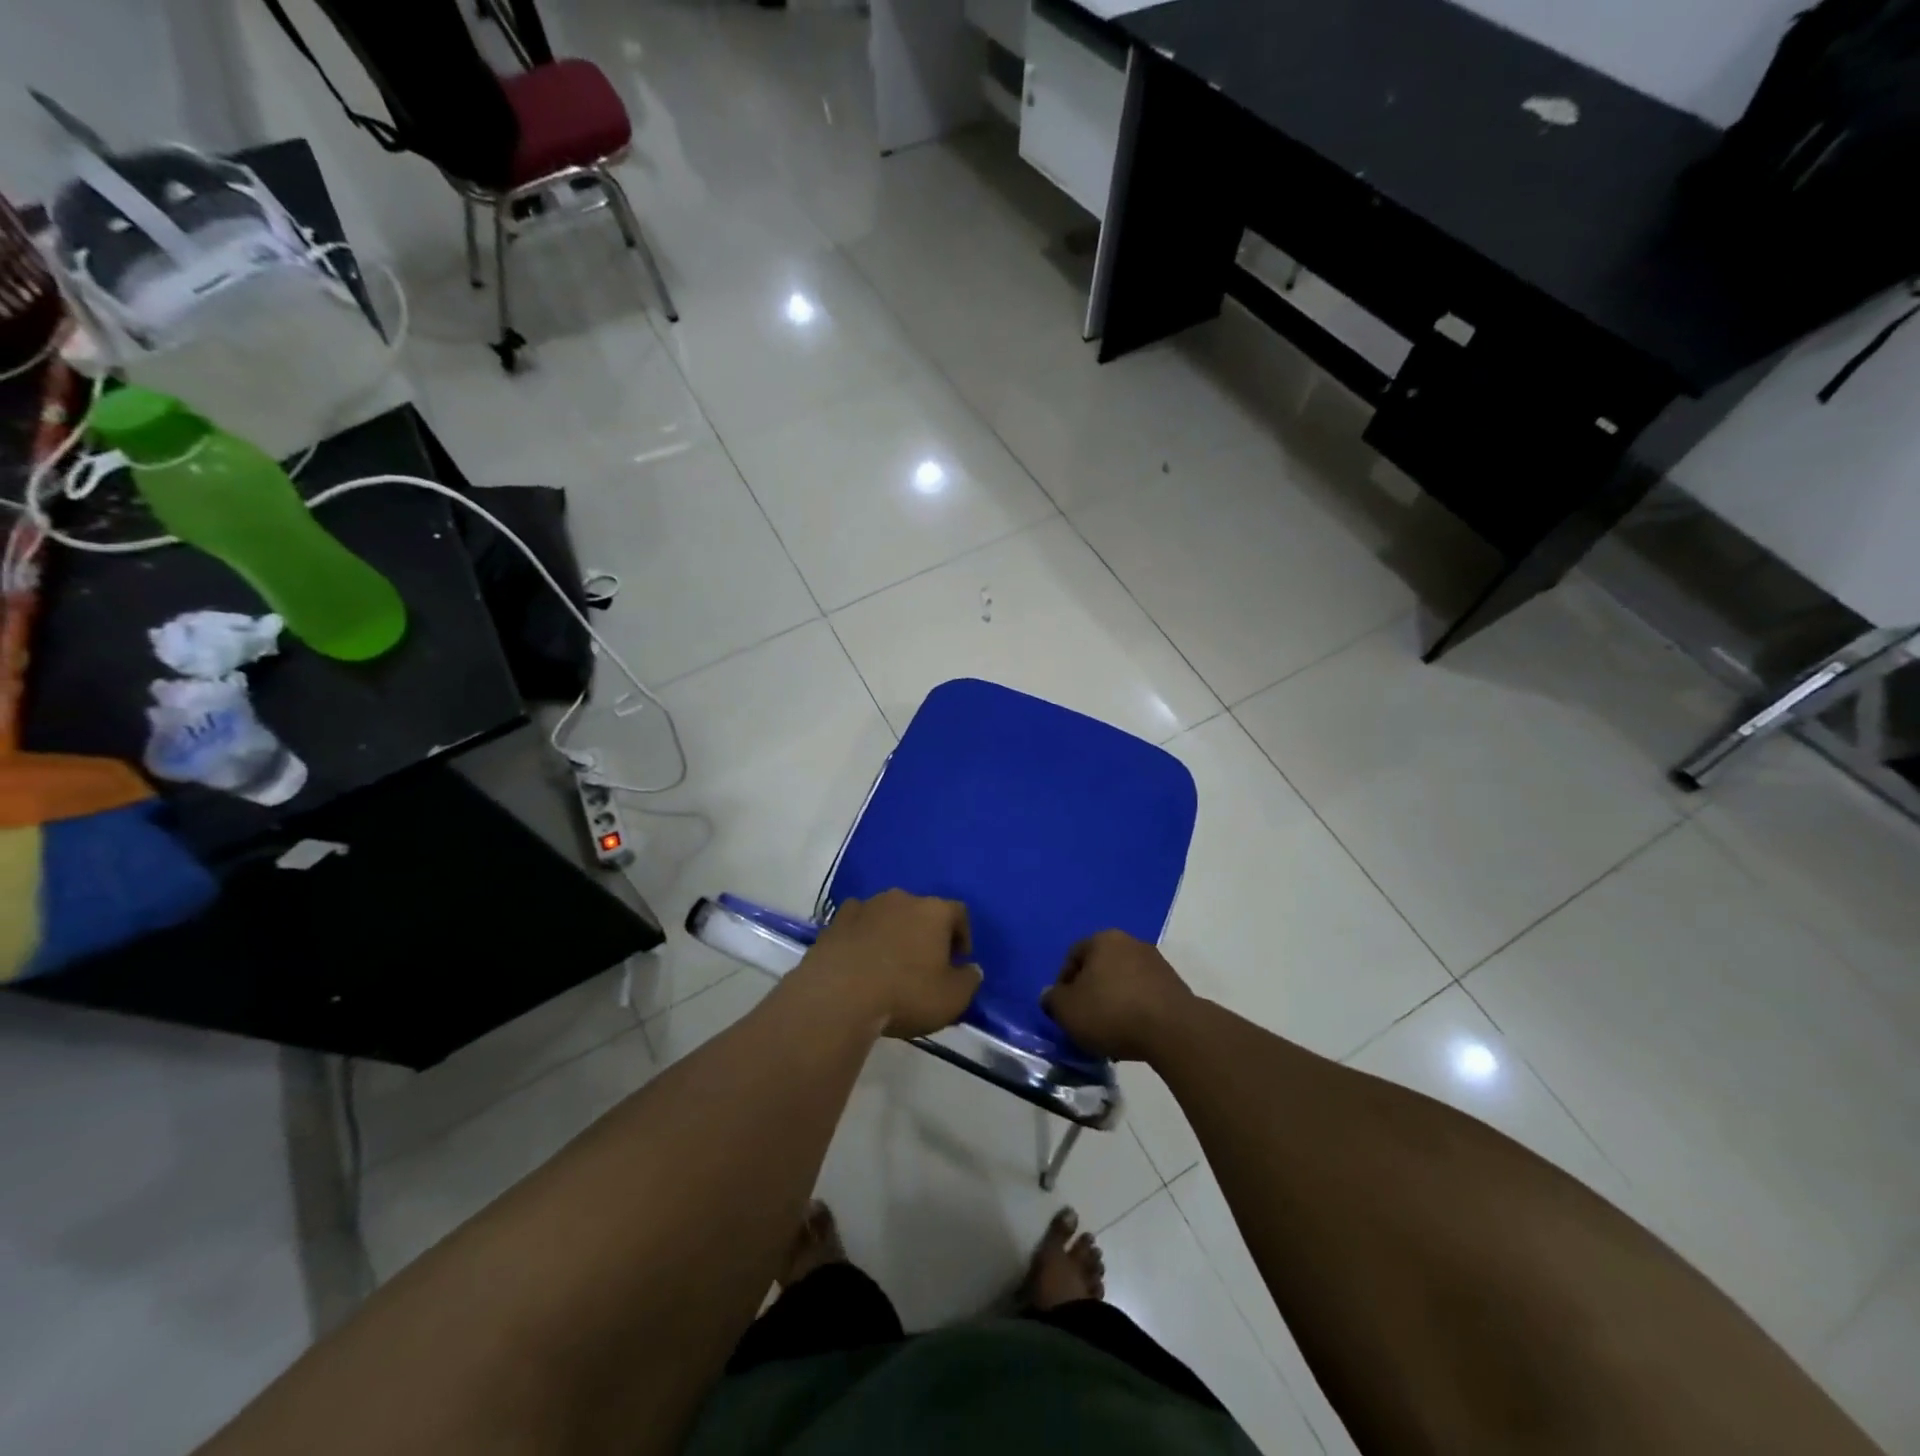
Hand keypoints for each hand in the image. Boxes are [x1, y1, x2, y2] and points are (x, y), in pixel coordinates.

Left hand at [798, 890, 980, 1038]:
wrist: (838, 995)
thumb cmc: (905, 994)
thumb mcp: (952, 998)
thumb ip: (969, 980)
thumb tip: (971, 969)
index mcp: (934, 911)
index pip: (959, 912)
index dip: (963, 935)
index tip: (959, 959)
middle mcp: (902, 899)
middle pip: (922, 910)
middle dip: (927, 932)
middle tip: (926, 962)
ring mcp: (866, 906)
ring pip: (889, 914)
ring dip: (894, 931)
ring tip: (891, 962)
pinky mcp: (836, 920)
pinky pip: (859, 922)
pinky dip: (864, 935)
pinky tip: (861, 959)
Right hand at [1042, 930, 1193, 1061]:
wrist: (1173, 1030)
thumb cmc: (1111, 1012)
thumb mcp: (1068, 1010)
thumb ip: (1053, 1000)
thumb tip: (1051, 995)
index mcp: (1102, 939)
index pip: (1073, 956)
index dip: (1063, 983)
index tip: (1064, 1009)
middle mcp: (1130, 942)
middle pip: (1100, 967)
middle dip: (1090, 992)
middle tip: (1085, 1020)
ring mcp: (1156, 962)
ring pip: (1123, 982)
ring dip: (1113, 1002)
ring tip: (1109, 1032)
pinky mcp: (1175, 985)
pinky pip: (1144, 995)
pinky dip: (1135, 1010)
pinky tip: (1133, 1033)